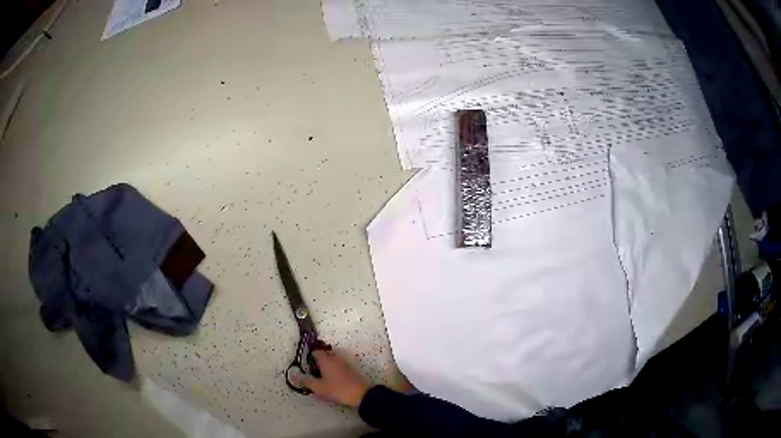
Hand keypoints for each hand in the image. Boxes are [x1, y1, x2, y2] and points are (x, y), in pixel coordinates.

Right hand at [293, 349, 370, 407]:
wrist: (361, 394)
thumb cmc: (337, 389)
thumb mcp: (318, 387)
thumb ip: (305, 380)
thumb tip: (293, 375)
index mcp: (326, 359)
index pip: (315, 351)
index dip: (309, 358)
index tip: (306, 367)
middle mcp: (335, 357)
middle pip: (324, 355)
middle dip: (317, 362)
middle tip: (313, 373)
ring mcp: (345, 362)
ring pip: (332, 360)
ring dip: (326, 366)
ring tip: (322, 378)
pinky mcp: (351, 369)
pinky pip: (339, 366)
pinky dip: (334, 370)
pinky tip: (333, 381)